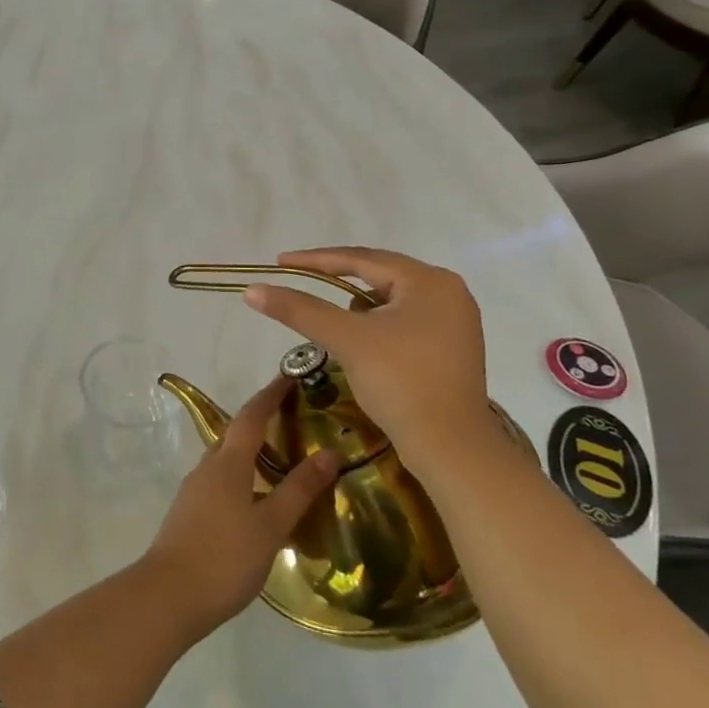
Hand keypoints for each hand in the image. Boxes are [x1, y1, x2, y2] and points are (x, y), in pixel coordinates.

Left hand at [141, 377, 339, 637]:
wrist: (169, 595)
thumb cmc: (225, 557)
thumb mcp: (270, 526)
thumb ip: (298, 490)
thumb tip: (329, 453)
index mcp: (227, 463)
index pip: (251, 417)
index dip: (270, 395)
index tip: (289, 377)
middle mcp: (207, 467)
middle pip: (235, 434)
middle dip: (261, 421)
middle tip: (292, 418)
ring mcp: (194, 490)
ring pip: (226, 459)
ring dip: (250, 451)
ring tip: (280, 459)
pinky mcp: (189, 512)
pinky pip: (219, 480)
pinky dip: (241, 476)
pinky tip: (256, 498)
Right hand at [242, 247, 494, 474]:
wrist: (451, 448)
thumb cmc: (400, 382)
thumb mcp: (346, 339)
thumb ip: (299, 310)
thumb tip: (253, 290)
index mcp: (429, 280)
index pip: (362, 259)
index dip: (317, 259)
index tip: (281, 261)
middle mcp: (448, 291)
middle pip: (379, 275)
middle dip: (338, 280)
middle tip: (300, 282)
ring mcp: (455, 320)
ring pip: (391, 299)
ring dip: (359, 306)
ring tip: (334, 322)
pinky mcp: (452, 347)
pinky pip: (404, 320)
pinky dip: (378, 325)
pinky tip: (363, 343)